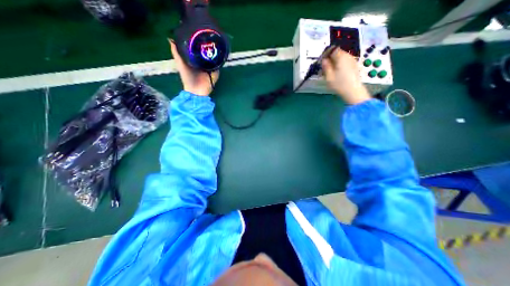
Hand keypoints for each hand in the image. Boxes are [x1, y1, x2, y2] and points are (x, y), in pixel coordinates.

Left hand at [168, 38, 219, 95]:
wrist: (196, 92)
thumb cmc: (188, 79)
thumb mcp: (180, 65)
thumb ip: (177, 54)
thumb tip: (171, 39)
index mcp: (195, 60)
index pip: (197, 49)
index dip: (197, 41)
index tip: (198, 32)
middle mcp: (203, 63)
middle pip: (206, 53)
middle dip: (207, 46)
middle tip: (208, 35)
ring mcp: (210, 68)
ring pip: (212, 58)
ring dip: (214, 53)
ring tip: (214, 42)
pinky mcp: (215, 73)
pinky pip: (218, 66)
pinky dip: (219, 61)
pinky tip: (219, 54)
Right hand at [322, 48, 370, 104]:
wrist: (353, 91)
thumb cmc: (339, 84)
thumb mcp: (328, 76)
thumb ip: (325, 66)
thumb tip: (324, 60)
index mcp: (341, 57)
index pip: (333, 49)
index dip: (326, 53)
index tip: (321, 60)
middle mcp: (348, 56)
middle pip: (338, 53)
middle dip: (330, 58)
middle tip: (324, 67)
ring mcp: (353, 61)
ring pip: (342, 58)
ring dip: (335, 62)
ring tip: (330, 71)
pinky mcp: (355, 66)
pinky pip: (346, 62)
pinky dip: (340, 65)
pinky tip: (337, 73)